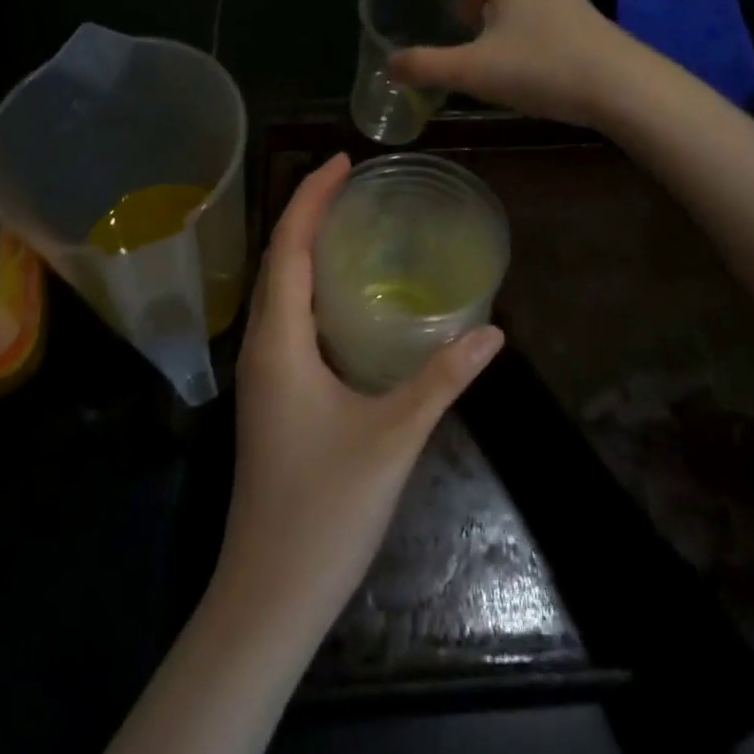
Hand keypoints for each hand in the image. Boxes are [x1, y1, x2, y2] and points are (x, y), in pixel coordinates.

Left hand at [219, 152, 503, 629]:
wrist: (270, 592)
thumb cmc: (326, 508)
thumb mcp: (394, 437)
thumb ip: (443, 379)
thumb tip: (492, 330)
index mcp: (279, 341)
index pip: (289, 247)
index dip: (311, 198)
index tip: (342, 161)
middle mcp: (261, 346)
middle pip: (278, 259)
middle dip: (308, 213)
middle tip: (352, 181)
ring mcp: (261, 373)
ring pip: (277, 288)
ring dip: (304, 247)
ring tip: (347, 221)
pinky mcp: (270, 395)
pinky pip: (284, 316)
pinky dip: (306, 284)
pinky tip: (340, 295)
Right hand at [389, 0, 633, 126]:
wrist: (622, 87)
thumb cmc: (541, 68)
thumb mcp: (474, 71)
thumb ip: (427, 66)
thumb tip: (391, 63)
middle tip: (460, 8)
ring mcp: (571, 0)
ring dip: (504, 4)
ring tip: (488, 31)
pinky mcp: (589, 24)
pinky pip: (547, 11)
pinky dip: (527, 20)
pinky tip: (524, 52)